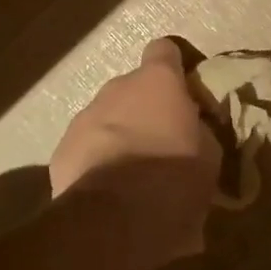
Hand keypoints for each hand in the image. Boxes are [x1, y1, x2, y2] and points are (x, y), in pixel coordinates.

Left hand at [49, 38, 220, 260]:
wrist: (115, 219)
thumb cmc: (174, 177)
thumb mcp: (209, 153)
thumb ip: (198, 130)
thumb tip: (192, 129)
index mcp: (157, 81)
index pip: (164, 50)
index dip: (173, 68)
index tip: (183, 92)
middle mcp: (117, 88)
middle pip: (132, 88)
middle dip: (145, 110)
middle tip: (161, 143)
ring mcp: (84, 118)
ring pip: (106, 118)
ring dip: (119, 136)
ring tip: (132, 175)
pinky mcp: (61, 151)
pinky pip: (84, 148)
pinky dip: (96, 162)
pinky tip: (108, 192)